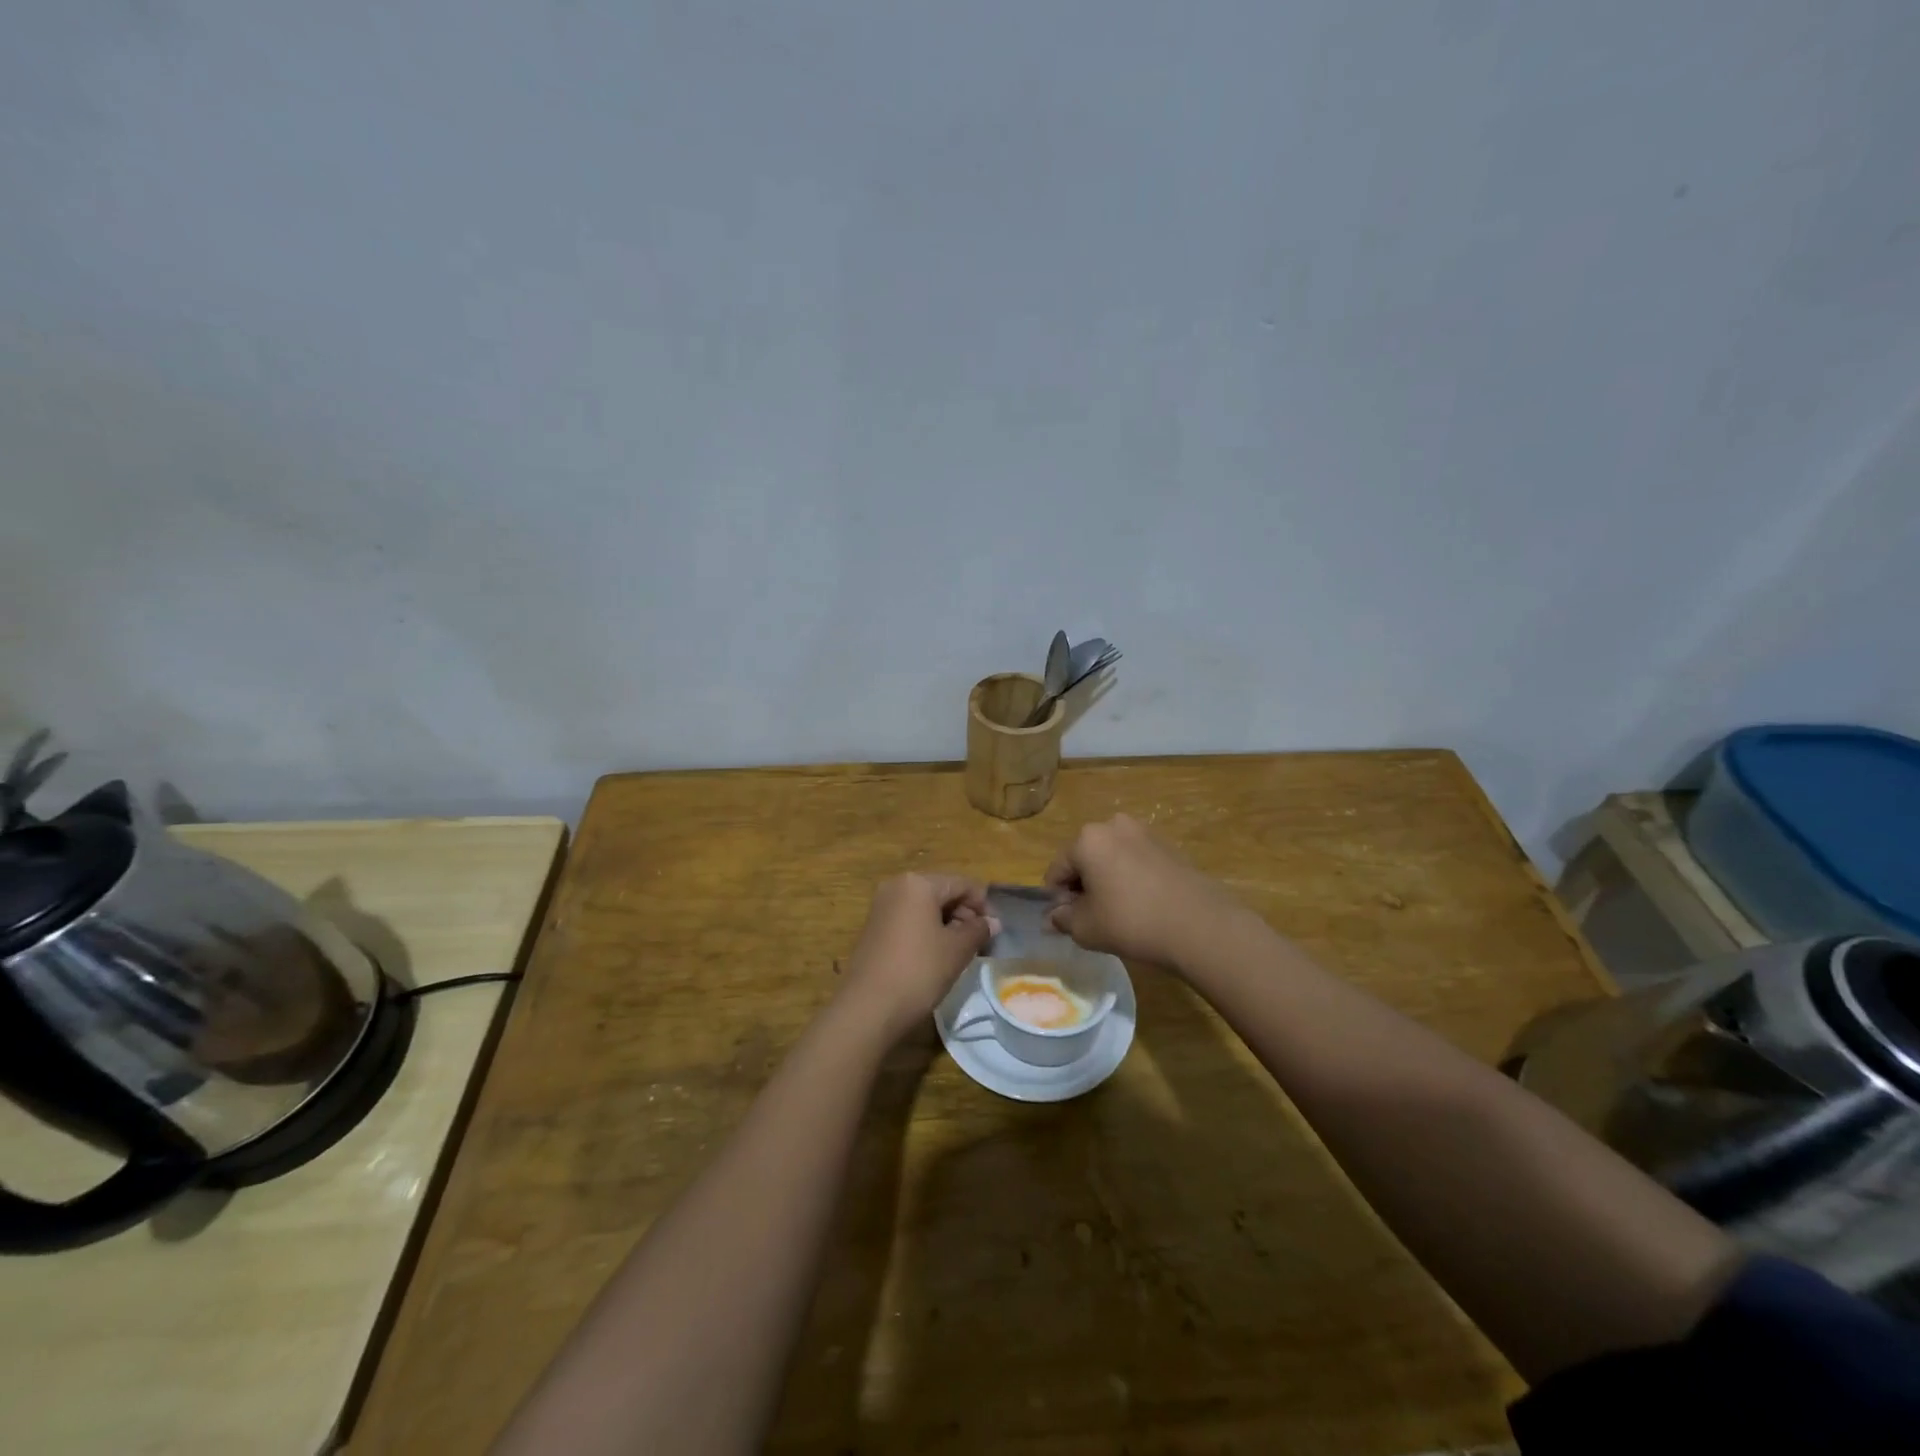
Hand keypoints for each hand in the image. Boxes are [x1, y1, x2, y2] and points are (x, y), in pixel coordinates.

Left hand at [837, 874, 995, 1040]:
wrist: (868, 1008)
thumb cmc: (919, 970)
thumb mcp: (957, 950)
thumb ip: (978, 930)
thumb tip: (992, 922)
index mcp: (918, 883)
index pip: (962, 884)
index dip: (983, 905)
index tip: (995, 931)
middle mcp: (896, 886)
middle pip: (942, 892)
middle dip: (964, 914)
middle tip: (980, 943)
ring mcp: (881, 907)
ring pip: (925, 908)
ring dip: (947, 924)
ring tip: (961, 952)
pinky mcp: (874, 928)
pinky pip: (909, 920)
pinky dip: (927, 932)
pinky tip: (937, 956)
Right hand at [1044, 814, 1238, 969]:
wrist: (1199, 925)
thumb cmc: (1131, 922)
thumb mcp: (1086, 928)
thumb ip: (1062, 919)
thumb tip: (1052, 917)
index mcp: (1087, 839)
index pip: (1057, 870)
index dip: (1058, 899)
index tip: (1069, 922)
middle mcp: (1113, 825)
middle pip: (1084, 859)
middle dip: (1083, 887)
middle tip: (1093, 919)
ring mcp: (1144, 832)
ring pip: (1111, 859)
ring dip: (1107, 881)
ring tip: (1120, 913)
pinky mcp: (1168, 846)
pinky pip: (1136, 861)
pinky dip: (1131, 879)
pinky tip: (1142, 906)